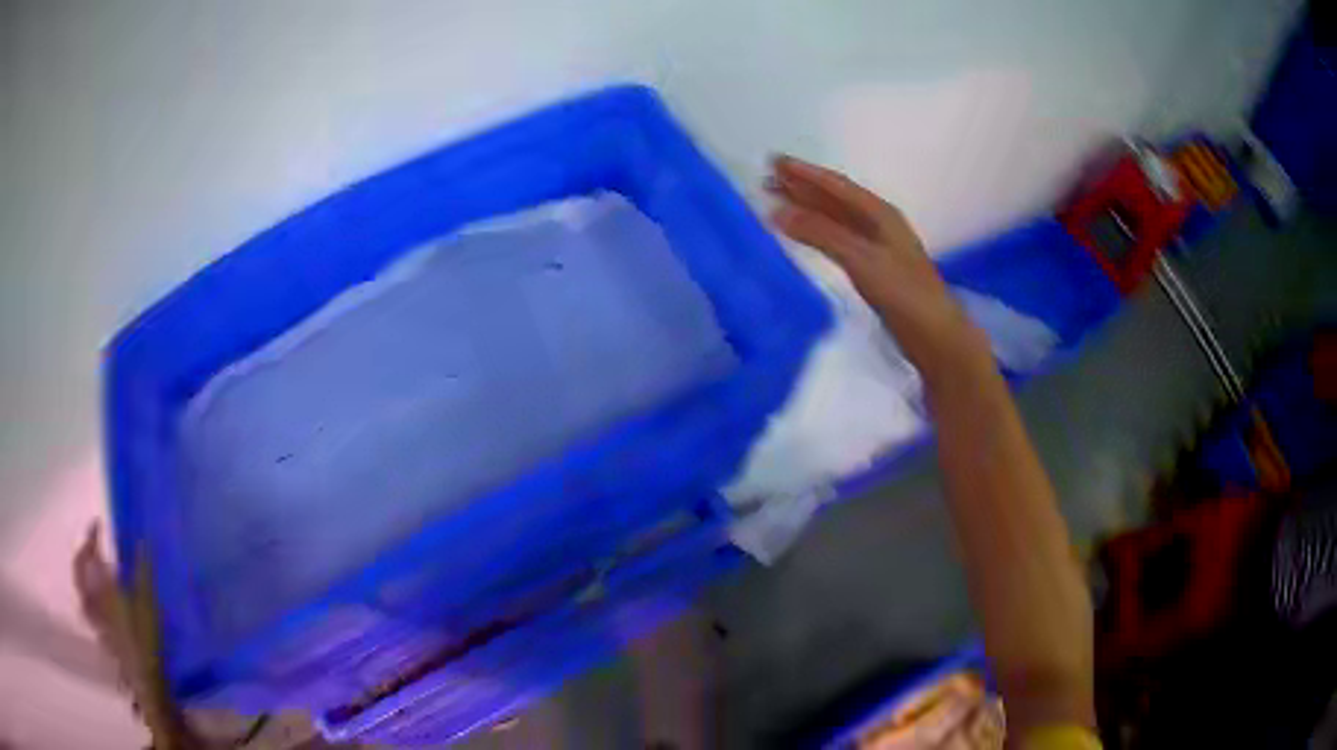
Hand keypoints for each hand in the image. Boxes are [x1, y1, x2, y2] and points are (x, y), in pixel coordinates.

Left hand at [75, 523, 205, 748]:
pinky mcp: (104, 638)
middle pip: (79, 574)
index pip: (89, 556)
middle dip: (82, 555)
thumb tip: (143, 541)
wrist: (148, 687)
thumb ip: (144, 574)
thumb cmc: (147, 643)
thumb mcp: (149, 607)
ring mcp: (98, 622)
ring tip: (93, 571)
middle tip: (92, 546)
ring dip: (83, 577)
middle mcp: (94, 602)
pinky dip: (90, 599)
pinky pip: (90, 612)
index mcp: (103, 590)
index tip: (98, 524)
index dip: (91, 537)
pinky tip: (100, 603)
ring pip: (82, 593)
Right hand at [766, 155, 985, 373]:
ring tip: (777, 203)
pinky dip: (817, 234)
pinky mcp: (874, 270)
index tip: (774, 161)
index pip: (836, 186)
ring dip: (807, 209)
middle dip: (802, 188)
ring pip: (836, 219)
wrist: (936, 337)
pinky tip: (805, 237)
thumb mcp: (861, 259)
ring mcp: (877, 247)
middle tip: (767, 179)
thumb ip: (821, 234)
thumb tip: (777, 211)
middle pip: (835, 199)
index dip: (805, 173)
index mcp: (880, 214)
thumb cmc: (904, 294)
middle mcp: (878, 224)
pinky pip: (838, 240)